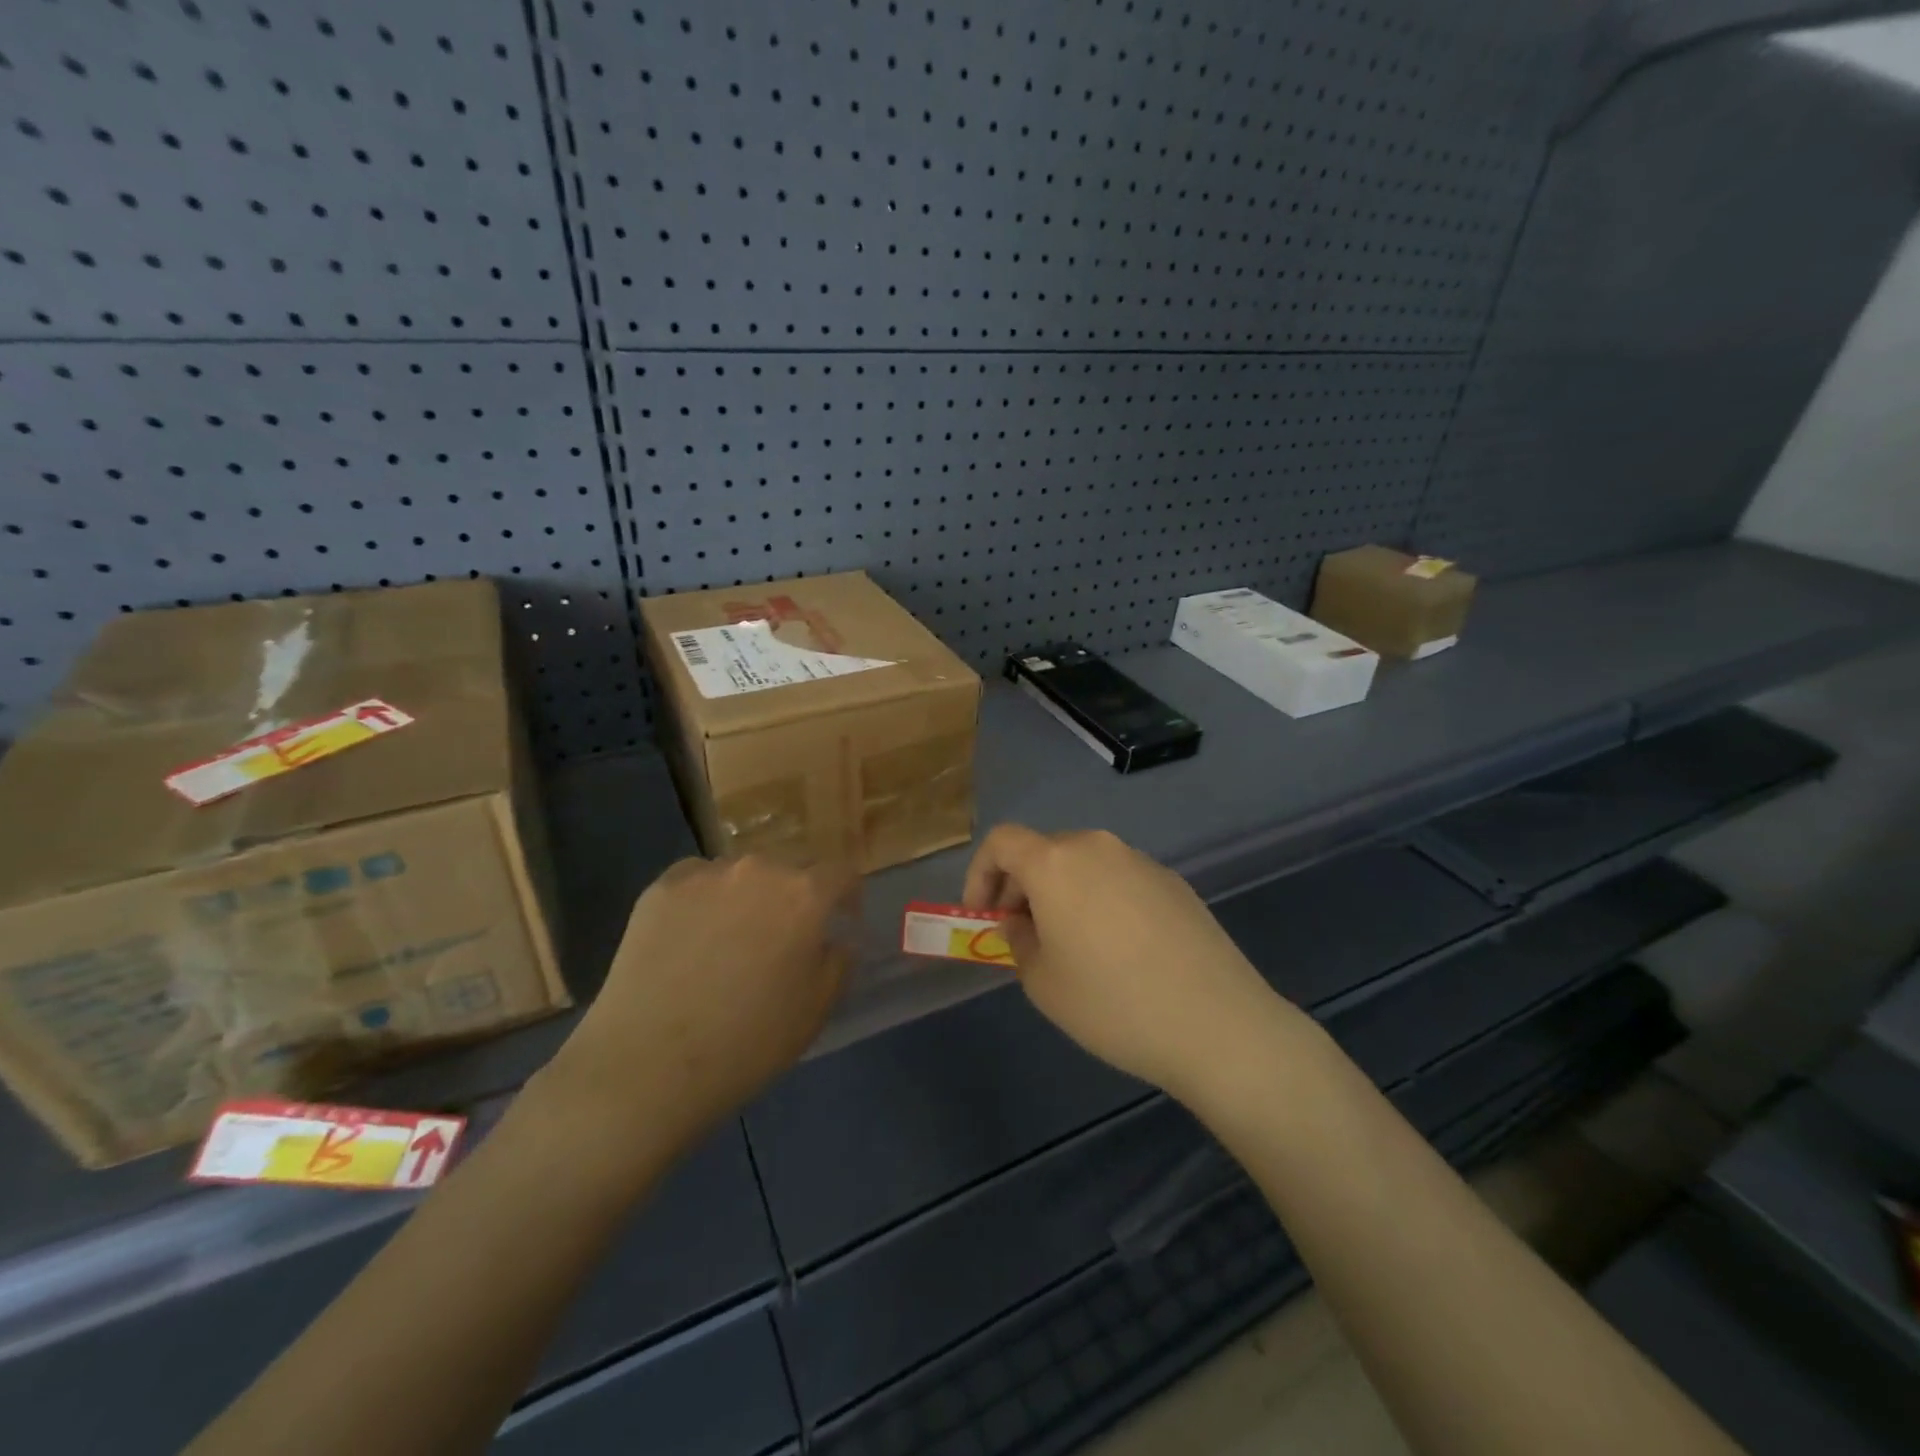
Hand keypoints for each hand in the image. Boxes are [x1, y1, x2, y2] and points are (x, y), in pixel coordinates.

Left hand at [537, 856, 854, 1154]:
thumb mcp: (816, 1010)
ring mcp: (705, 875)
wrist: (647, 1064)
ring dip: (747, 898)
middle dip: (793, 899)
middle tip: (780, 940)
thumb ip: (837, 962)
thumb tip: (835, 940)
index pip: (840, 874)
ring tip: (729, 942)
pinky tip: (689, 941)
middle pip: (788, 871)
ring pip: (740, 876)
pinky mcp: (660, 888)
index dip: (845, 898)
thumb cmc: (747, 1042)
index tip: (839, 922)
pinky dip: (702, 902)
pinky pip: (696, 883)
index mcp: (804, 895)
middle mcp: (758, 870)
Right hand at [963, 826, 1298, 1098]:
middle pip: (1043, 851)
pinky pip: (1118, 879)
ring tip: (1070, 946)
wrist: (1217, 1023)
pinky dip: (1099, 900)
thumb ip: (1018, 941)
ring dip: (1062, 894)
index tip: (983, 915)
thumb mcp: (1043, 982)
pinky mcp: (1172, 881)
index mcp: (1056, 862)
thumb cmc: (1112, 1003)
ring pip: (1083, 865)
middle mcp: (1097, 847)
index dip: (980, 874)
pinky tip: (1118, 950)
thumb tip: (1020, 922)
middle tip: (1021, 935)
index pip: (1001, 841)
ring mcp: (1140, 861)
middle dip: (1021, 887)